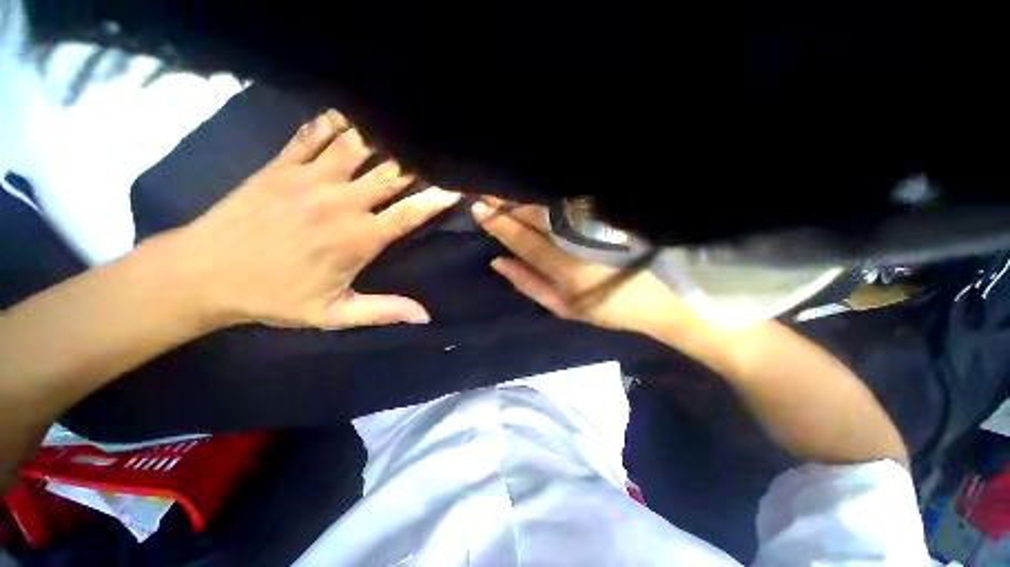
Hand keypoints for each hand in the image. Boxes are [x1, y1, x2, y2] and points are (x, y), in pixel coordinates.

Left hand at [159, 109, 460, 329]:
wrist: (203, 273)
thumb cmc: (274, 296)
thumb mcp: (334, 314)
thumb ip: (384, 311)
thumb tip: (425, 317)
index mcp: (358, 238)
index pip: (410, 213)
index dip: (437, 199)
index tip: (457, 187)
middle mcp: (341, 202)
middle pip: (391, 172)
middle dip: (417, 162)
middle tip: (433, 152)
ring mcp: (310, 177)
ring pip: (358, 144)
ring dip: (382, 136)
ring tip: (399, 129)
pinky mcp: (282, 163)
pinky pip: (315, 132)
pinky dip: (336, 121)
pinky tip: (350, 115)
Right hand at [471, 198, 694, 336]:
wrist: (658, 301)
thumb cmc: (604, 309)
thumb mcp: (562, 307)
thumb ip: (528, 284)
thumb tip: (498, 261)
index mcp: (566, 272)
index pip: (525, 241)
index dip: (501, 225)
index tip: (479, 208)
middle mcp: (578, 245)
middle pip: (537, 218)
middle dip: (509, 203)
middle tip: (486, 188)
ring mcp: (595, 229)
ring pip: (553, 208)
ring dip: (527, 196)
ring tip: (505, 187)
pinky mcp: (607, 220)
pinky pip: (572, 205)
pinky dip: (550, 197)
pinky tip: (536, 190)